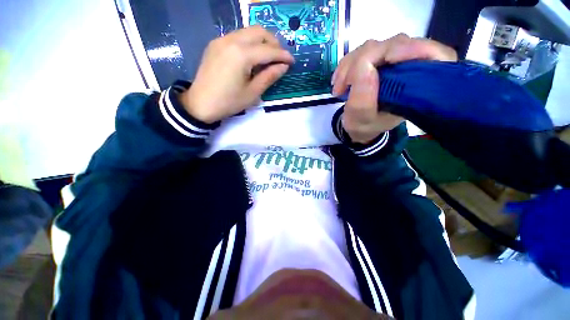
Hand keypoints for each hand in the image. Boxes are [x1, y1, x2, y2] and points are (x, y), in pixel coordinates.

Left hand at [180, 26, 294, 122]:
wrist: (200, 104)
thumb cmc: (229, 102)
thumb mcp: (252, 93)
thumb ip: (269, 77)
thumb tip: (283, 66)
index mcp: (242, 55)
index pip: (269, 50)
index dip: (283, 55)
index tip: (292, 61)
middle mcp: (231, 40)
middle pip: (259, 31)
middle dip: (273, 43)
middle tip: (280, 58)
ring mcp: (221, 40)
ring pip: (248, 31)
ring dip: (262, 41)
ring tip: (268, 57)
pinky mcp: (215, 44)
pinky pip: (237, 36)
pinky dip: (249, 43)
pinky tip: (252, 57)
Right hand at [332, 34, 456, 143]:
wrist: (358, 126)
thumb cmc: (364, 126)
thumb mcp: (361, 120)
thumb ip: (363, 100)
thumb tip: (364, 65)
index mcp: (419, 88)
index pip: (435, 56)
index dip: (416, 49)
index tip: (388, 58)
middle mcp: (411, 69)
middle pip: (397, 44)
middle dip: (363, 61)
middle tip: (342, 85)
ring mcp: (395, 61)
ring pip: (376, 45)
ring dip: (351, 64)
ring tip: (338, 87)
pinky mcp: (380, 60)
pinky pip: (364, 51)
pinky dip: (348, 64)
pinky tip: (339, 80)